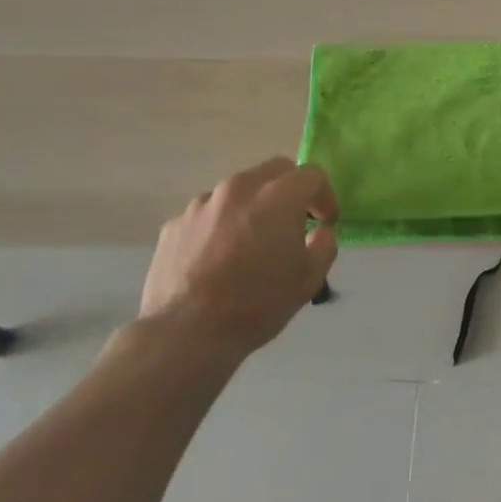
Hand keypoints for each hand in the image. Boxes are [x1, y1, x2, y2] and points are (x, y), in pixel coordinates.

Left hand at [139, 158, 339, 358]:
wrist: (186, 332)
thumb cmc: (257, 303)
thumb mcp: (309, 279)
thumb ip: (324, 245)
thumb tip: (320, 231)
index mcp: (278, 196)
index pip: (312, 175)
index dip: (325, 196)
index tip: (325, 221)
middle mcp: (240, 187)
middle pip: (275, 170)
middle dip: (291, 189)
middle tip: (294, 221)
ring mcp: (202, 203)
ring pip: (239, 190)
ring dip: (254, 205)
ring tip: (252, 241)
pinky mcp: (175, 223)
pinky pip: (209, 214)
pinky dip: (222, 225)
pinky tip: (219, 258)